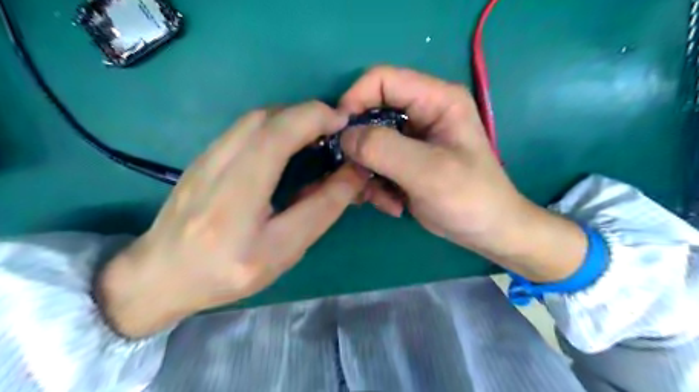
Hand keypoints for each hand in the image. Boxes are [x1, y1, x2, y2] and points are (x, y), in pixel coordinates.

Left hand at [102, 102, 370, 338]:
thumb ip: (321, 209)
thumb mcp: (284, 250)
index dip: (315, 120)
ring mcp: (204, 156)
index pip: (278, 138)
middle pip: (266, 118)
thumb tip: (352, 174)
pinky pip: (245, 127)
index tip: (344, 124)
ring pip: (255, 118)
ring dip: (292, 116)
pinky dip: (276, 124)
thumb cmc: (227, 272)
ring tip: (317, 134)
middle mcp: (216, 166)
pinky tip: (288, 144)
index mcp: (236, 198)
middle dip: (308, 113)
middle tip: (334, 129)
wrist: (161, 275)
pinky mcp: (203, 156)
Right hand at [339, 66, 584, 280]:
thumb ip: (384, 149)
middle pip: (370, 113)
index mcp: (436, 100)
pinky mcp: (404, 161)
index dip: (355, 100)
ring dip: (368, 174)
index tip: (339, 135)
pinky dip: (376, 186)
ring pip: (368, 143)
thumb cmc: (469, 198)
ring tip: (383, 199)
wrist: (486, 231)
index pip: (382, 80)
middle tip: (358, 177)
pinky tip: (393, 205)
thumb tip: (344, 136)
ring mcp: (411, 139)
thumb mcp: (428, 172)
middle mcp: (421, 112)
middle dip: (359, 148)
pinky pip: (374, 164)